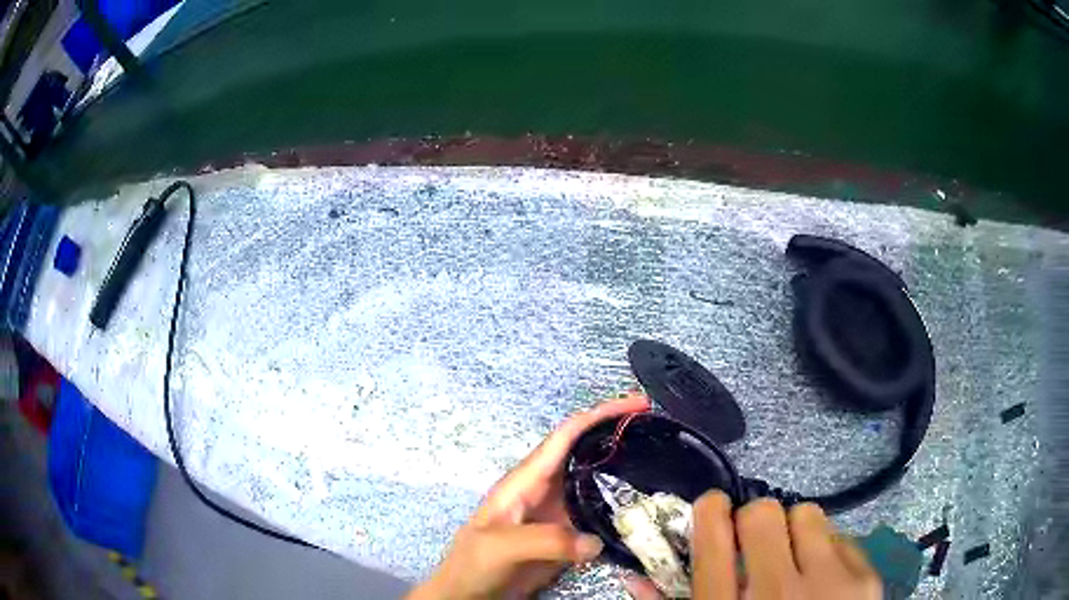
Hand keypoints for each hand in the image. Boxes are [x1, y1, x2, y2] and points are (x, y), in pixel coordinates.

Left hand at [408, 392, 650, 599]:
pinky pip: (600, 515)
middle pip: (587, 453)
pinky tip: (644, 510)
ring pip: (597, 483)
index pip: (566, 436)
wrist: (468, 594)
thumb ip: (545, 541)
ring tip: (663, 465)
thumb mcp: (501, 546)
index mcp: (526, 480)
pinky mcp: (567, 536)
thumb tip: (596, 541)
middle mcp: (546, 490)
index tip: (637, 405)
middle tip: (660, 431)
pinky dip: (622, 508)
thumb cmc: (473, 564)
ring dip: (626, 471)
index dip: (599, 415)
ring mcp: (558, 514)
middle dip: (619, 436)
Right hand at [626, 495, 881, 599]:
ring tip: (794, 561)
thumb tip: (636, 575)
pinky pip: (841, 537)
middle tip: (756, 545)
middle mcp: (777, 596)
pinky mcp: (865, 580)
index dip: (710, 511)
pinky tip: (821, 581)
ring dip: (795, 532)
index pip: (713, 535)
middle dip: (754, 522)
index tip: (714, 511)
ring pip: (808, 514)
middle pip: (763, 513)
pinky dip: (826, 552)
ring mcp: (830, 585)